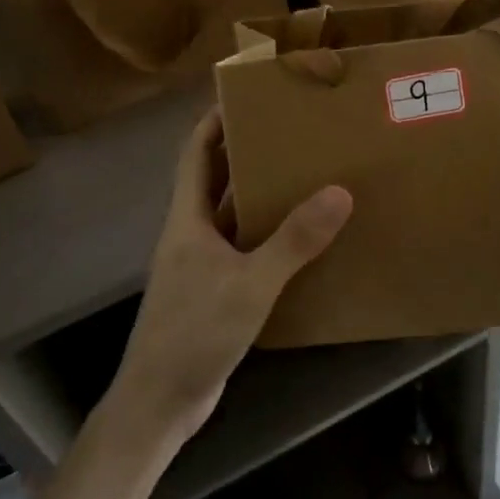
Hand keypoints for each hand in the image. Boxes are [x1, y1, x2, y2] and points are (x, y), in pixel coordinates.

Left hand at [104, 110, 352, 448]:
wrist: (160, 402)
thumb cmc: (194, 332)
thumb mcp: (251, 283)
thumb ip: (294, 240)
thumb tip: (339, 191)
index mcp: (187, 219)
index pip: (195, 153)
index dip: (215, 121)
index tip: (248, 96)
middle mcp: (191, 234)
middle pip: (215, 179)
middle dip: (246, 152)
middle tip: (291, 132)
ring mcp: (201, 265)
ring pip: (231, 216)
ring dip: (260, 196)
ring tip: (304, 175)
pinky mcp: (214, 292)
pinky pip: (243, 250)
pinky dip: (267, 237)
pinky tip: (301, 239)